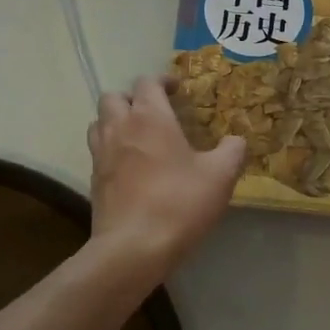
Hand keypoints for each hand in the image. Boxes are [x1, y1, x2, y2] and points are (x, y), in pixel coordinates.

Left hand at [88, 76, 245, 280]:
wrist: (134, 247)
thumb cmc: (179, 203)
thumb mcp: (220, 176)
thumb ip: (232, 151)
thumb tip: (236, 141)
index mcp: (149, 117)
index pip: (147, 82)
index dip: (162, 81)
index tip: (176, 90)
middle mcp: (119, 127)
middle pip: (114, 97)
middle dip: (133, 98)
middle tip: (154, 112)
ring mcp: (101, 154)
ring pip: (99, 122)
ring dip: (116, 121)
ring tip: (138, 136)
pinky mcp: (94, 180)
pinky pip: (98, 151)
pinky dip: (111, 149)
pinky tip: (131, 167)